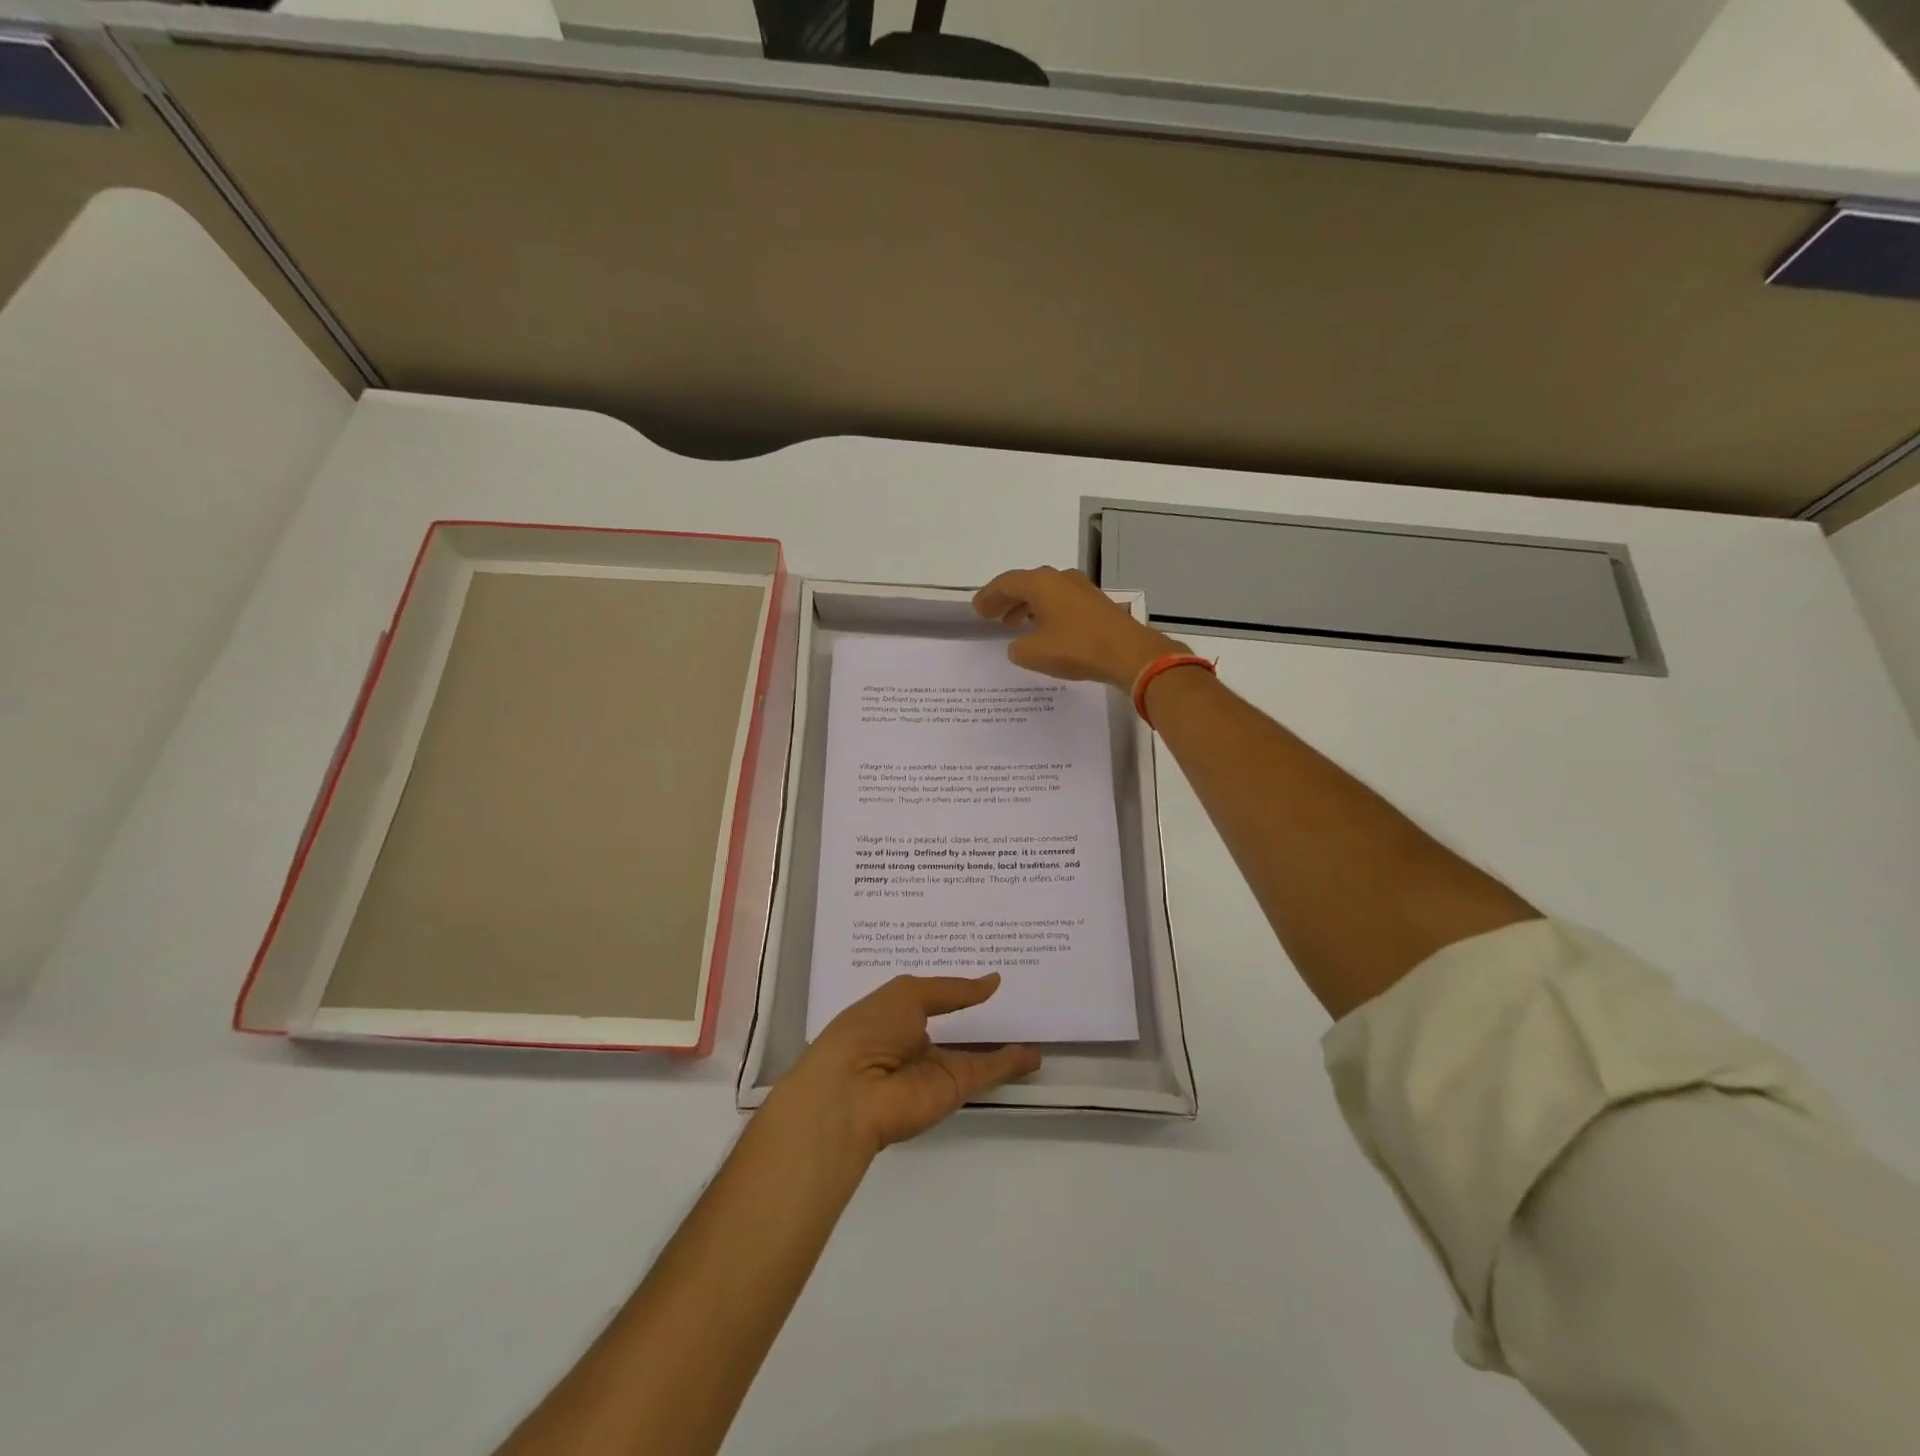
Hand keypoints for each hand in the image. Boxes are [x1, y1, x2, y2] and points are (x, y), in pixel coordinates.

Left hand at [773, 975, 1041, 1157]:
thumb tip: (992, 981)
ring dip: (1000, 1042)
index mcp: (895, 1013)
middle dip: (978, 1012)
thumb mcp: (908, 994)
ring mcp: (935, 1067)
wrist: (852, 1092)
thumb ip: (953, 990)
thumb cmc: (869, 1029)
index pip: (930, 996)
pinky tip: (1034, 1054)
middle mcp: (915, 1040)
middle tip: (1015, 992)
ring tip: (1033, 1023)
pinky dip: (1010, 1063)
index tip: (981, 969)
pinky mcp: (954, 1089)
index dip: (953, 985)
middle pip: (954, 1025)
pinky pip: (987, 1071)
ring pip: (975, 1052)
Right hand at [973, 566, 1184, 689]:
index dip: (989, 596)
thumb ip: (1018, 648)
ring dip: (1026, 606)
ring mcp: (1082, 589)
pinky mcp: (1096, 604)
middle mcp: (1061, 579)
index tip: (977, 610)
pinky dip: (1045, 612)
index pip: (1006, 583)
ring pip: (1045, 593)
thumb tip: (1019, 645)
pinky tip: (1043, 630)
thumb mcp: (1034, 653)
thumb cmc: (1077, 648)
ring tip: (1013, 624)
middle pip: (1026, 584)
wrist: (1129, 654)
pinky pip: (1061, 603)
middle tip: (991, 615)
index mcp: (1042, 583)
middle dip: (1007, 599)